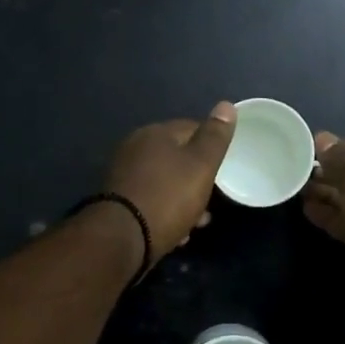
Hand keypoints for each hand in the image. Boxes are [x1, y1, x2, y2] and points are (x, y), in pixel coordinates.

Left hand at [103, 103, 237, 263]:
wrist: (122, 238)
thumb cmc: (168, 197)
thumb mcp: (201, 165)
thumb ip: (215, 137)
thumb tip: (226, 105)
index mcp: (154, 133)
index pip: (191, 128)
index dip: (212, 146)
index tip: (226, 167)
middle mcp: (135, 149)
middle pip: (176, 158)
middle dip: (197, 179)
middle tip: (212, 200)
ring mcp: (123, 176)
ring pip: (165, 182)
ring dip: (184, 200)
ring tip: (199, 222)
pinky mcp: (119, 202)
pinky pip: (151, 201)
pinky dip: (166, 212)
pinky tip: (177, 232)